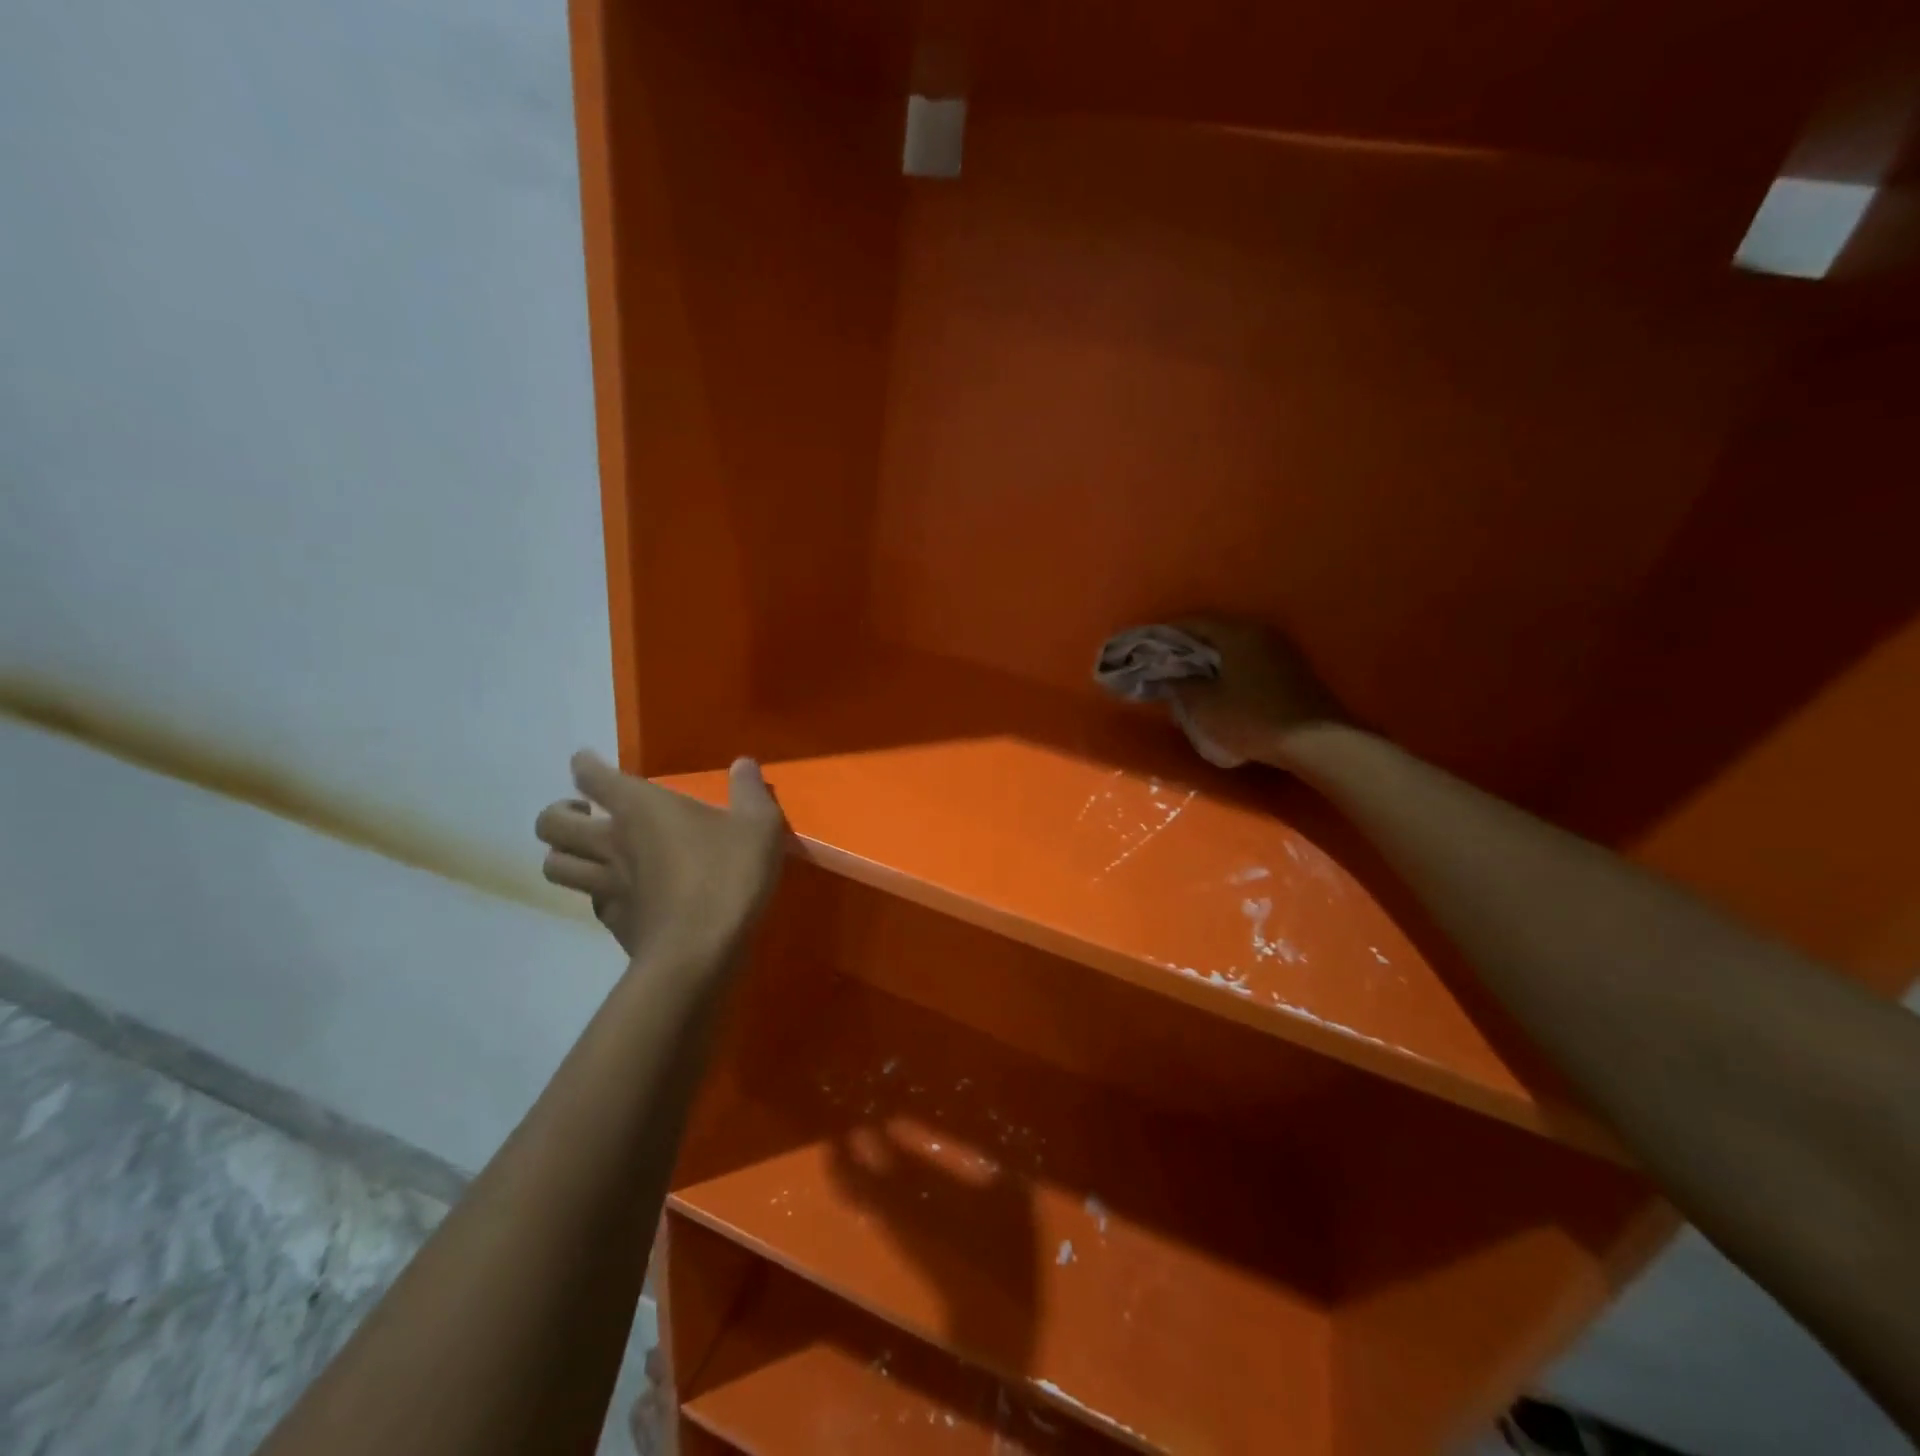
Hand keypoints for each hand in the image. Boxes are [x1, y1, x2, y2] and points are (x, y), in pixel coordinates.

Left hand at [535, 752, 786, 963]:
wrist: (700, 952)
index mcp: (639, 808)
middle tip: (585, 813)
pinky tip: (618, 892)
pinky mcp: (612, 922)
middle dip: (559, 813)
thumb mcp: (758, 826)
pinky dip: (594, 891)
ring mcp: (605, 886)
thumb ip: (749, 791)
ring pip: (554, 865)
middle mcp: (610, 842)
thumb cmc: (728, 876)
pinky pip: (587, 900)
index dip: (584, 765)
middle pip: (550, 824)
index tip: (586, 762)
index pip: (590, 776)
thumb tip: (743, 764)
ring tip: (588, 852)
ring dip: (564, 854)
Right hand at [1169, 617, 1351, 768]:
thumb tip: (1168, 676)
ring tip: (1188, 678)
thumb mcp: (1205, 706)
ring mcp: (1279, 650)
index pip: (1192, 622)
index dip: (1164, 635)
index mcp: (1236, 633)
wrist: (1315, 742)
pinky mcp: (1290, 669)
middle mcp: (1259, 632)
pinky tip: (1219, 687)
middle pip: (1214, 632)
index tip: (1146, 650)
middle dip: (1186, 647)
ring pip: (1232, 647)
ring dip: (1209, 659)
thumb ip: (1180, 686)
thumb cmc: (1252, 719)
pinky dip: (1228, 668)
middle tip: (1164, 665)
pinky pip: (1248, 659)